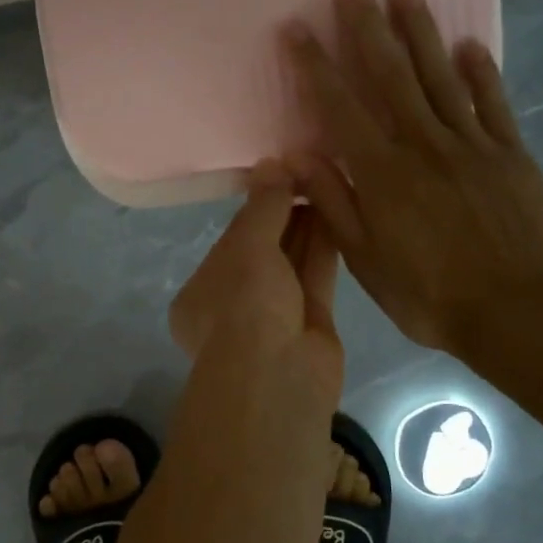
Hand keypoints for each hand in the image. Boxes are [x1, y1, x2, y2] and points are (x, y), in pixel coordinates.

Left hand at [169, 161, 344, 407]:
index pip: (232, 241)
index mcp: (203, 292)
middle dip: (285, 214)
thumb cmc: (245, 307)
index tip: (281, 175)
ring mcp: (274, 317)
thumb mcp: (247, 248)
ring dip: (308, 226)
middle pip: (264, 250)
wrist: (279, 378)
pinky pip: (316, 277)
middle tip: (310, 172)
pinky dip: (324, 247)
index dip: (257, 207)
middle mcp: (235, 304)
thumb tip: (273, 163)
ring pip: (292, 263)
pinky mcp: (310, 324)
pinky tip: (339, 213)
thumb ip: (262, 206)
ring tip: (328, 184)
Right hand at [284, 0, 542, 356]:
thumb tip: (296, 156)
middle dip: (367, 26)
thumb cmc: (429, 295)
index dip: (315, 65)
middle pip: (391, 75)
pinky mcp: (510, 154)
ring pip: (441, 77)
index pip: (340, 107)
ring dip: (420, 32)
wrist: (517, 313)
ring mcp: (472, 145)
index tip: (296, 28)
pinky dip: (481, 72)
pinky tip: (469, 44)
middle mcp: (424, 145)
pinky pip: (493, 103)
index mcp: (383, 174)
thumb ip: (333, 203)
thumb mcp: (365, 260)